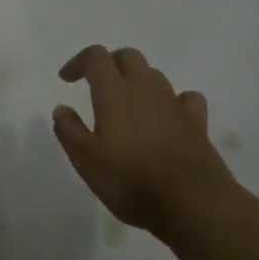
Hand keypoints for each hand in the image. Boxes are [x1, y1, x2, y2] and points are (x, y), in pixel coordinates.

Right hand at [52, 46, 235, 236]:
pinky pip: (186, 98)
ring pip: (154, 75)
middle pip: (128, 56)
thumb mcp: (86, 160)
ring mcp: (174, 102)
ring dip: (138, 81)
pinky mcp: (197, 121)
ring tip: (129, 103)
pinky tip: (168, 116)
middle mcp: (145, 87)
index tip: (66, 80)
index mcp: (114, 91)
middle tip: (97, 84)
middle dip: (110, 63)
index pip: (96, 56)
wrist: (192, 203)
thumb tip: (61, 108)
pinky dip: (173, 101)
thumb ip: (69, 130)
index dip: (79, 62)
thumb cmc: (131, 180)